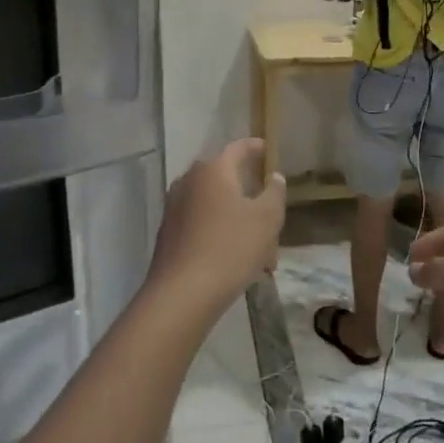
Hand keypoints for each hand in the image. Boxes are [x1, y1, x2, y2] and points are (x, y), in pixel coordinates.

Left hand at [149, 139, 286, 317]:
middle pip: (226, 177)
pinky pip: (201, 222)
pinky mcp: (168, 232)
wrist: (182, 294)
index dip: (257, 148)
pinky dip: (220, 231)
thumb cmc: (230, 248)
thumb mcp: (267, 219)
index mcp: (213, 170)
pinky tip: (235, 258)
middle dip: (249, 192)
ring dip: (237, 217)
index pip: (238, 147)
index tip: (270, 152)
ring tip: (259, 246)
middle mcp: (189, 180)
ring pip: (215, 204)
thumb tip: (274, 176)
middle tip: (270, 209)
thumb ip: (275, 192)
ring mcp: (175, 206)